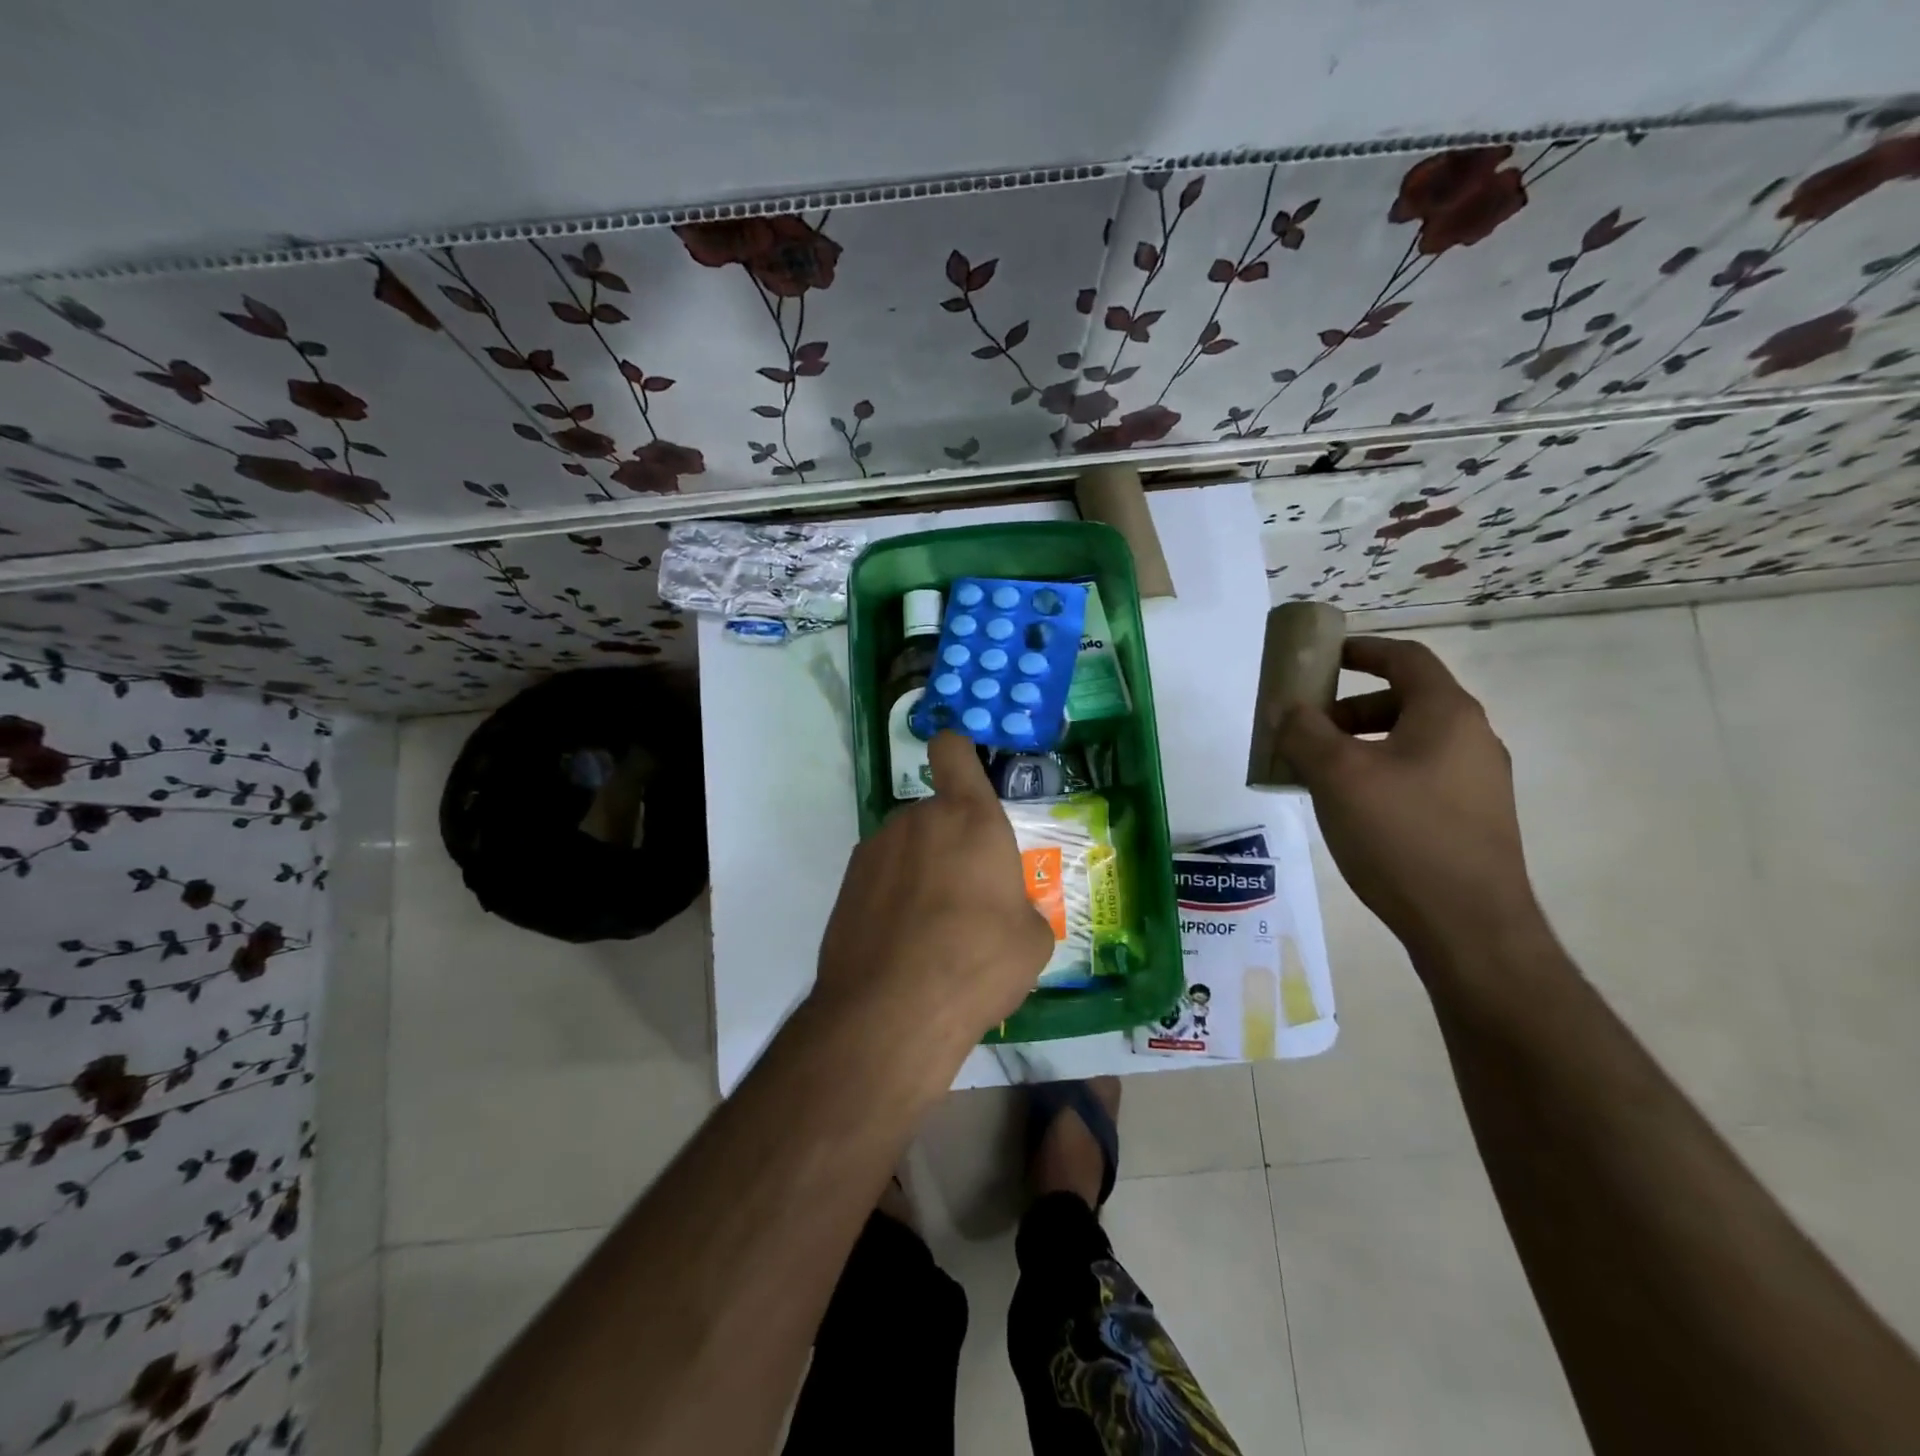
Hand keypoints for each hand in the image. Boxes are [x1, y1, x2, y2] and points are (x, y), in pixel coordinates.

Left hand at [814, 732, 1053, 1047]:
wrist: (892, 1011)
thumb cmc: (978, 962)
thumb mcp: (1032, 940)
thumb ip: (1022, 906)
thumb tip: (1008, 912)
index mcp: (969, 818)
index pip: (953, 751)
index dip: (959, 752)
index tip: (965, 771)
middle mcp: (917, 820)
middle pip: (936, 814)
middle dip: (952, 843)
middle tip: (968, 899)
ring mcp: (874, 850)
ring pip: (908, 847)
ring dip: (921, 872)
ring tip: (932, 932)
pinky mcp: (846, 885)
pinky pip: (882, 877)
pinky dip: (893, 897)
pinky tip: (901, 944)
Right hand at [1276, 636, 1542, 963]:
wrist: (1468, 926)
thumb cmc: (1401, 835)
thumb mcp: (1337, 776)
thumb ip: (1305, 733)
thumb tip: (1287, 710)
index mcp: (1447, 714)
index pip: (1405, 658)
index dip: (1362, 650)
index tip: (1322, 658)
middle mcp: (1472, 739)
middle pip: (1405, 701)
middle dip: (1348, 708)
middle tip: (1308, 730)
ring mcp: (1478, 782)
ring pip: (1409, 742)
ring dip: (1360, 745)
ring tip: (1319, 775)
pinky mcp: (1472, 819)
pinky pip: (1418, 776)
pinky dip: (1379, 774)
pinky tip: (1351, 810)